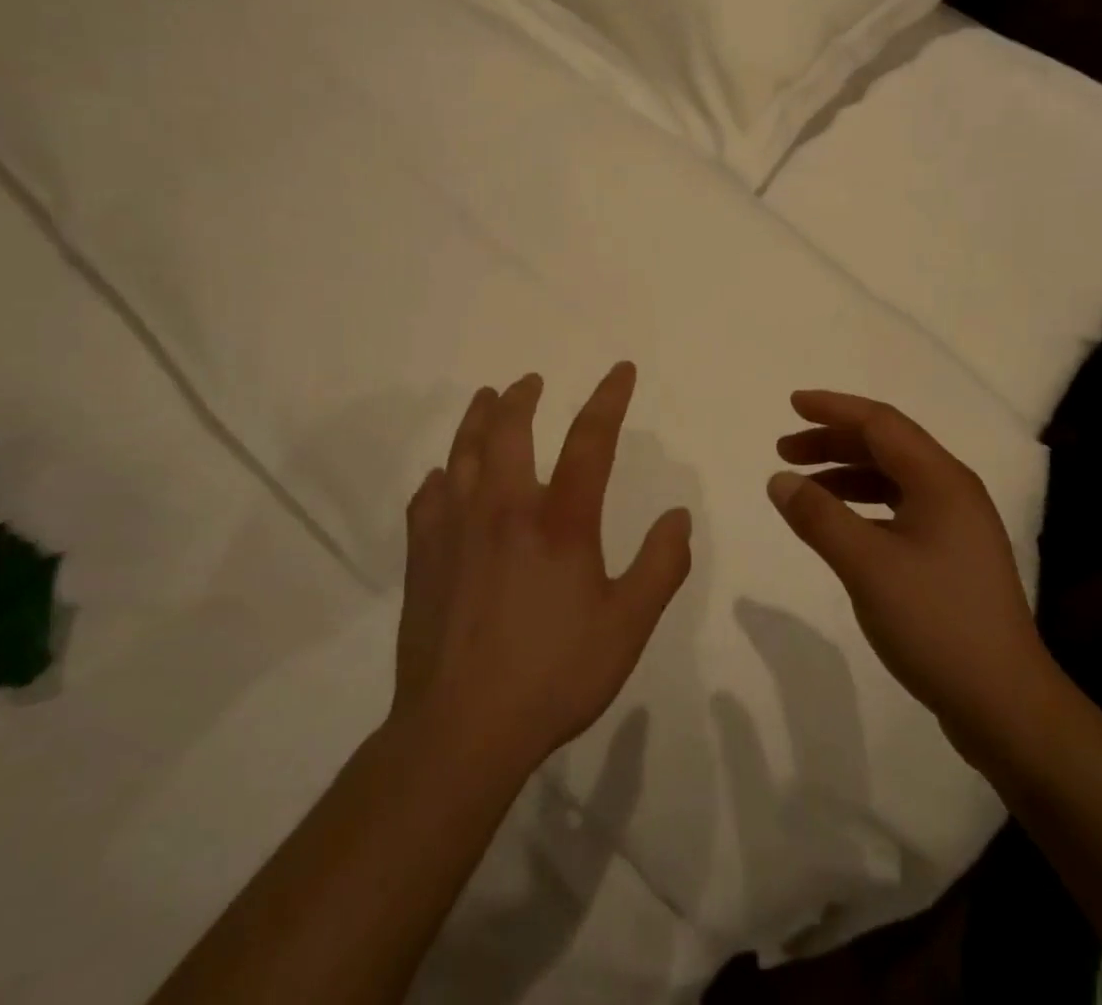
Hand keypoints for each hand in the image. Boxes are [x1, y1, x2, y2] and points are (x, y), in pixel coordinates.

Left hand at [391, 363, 692, 781]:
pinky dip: (439, 477)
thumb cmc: (553, 675)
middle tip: (530, 381)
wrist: (461, 730)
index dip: (608, 398)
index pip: (589, 440)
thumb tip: (678, 516)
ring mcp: (457, 529)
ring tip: (486, 398)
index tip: (619, 370)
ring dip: (477, 418)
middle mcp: (505, 509)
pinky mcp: (423, 556)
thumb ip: (661, 567)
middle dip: (522, 397)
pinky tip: (442, 477)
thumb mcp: (627, 626)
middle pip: (509, 429)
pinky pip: (427, 498)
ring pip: (462, 452)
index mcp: (560, 521)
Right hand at [767, 390, 1047, 741]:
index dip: (833, 409)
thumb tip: (779, 479)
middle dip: (833, 442)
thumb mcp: (866, 566)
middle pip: (886, 447)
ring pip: (893, 479)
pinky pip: (900, 510)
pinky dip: (863, 506)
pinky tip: (840, 526)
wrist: (1005, 705)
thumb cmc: (936, 622)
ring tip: (803, 488)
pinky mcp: (953, 557)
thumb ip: (819, 517)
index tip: (791, 405)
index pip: (881, 423)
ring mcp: (957, 526)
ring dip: (846, 474)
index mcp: (941, 480)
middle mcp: (953, 492)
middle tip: (785, 451)